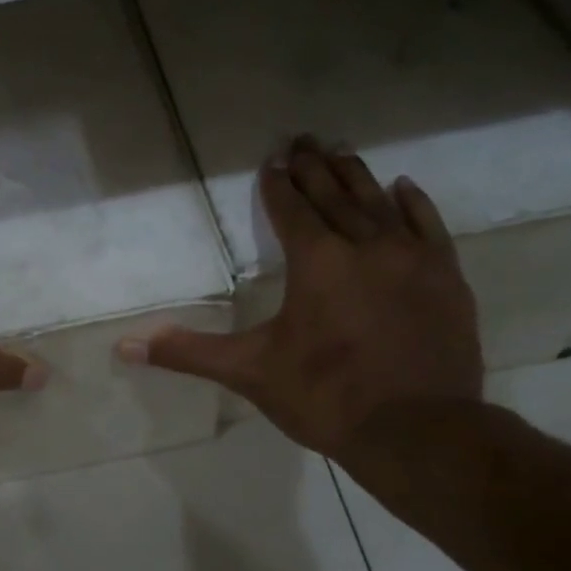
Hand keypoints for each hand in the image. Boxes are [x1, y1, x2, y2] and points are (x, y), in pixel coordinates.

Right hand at [119, 136, 481, 467]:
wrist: (418, 431)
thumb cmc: (325, 397)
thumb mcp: (250, 372)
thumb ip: (189, 352)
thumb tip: (124, 347)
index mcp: (316, 261)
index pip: (291, 209)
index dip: (278, 183)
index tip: (272, 158)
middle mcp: (365, 245)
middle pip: (334, 194)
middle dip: (314, 167)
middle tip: (302, 138)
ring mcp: (412, 258)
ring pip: (379, 202)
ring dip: (357, 175)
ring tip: (342, 149)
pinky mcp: (445, 277)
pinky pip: (428, 225)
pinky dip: (413, 203)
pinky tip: (404, 186)